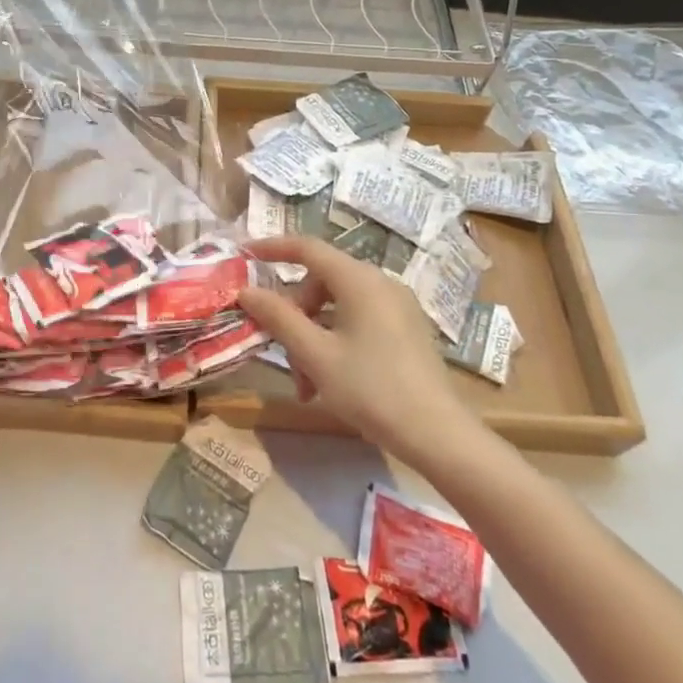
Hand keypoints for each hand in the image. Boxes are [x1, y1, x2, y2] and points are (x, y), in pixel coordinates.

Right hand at [237, 236, 484, 462]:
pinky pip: (359, 321)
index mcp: (359, 280)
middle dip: (294, 315)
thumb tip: (246, 290)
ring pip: (338, 307)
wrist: (438, 434)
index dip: (272, 248)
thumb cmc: (371, 388)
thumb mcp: (315, 354)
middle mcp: (380, 283)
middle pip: (321, 283)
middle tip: (280, 352)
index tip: (244, 255)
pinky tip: (329, 382)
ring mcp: (397, 306)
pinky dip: (336, 342)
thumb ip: (278, 317)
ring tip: (305, 385)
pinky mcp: (406, 329)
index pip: (307, 248)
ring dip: (312, 338)